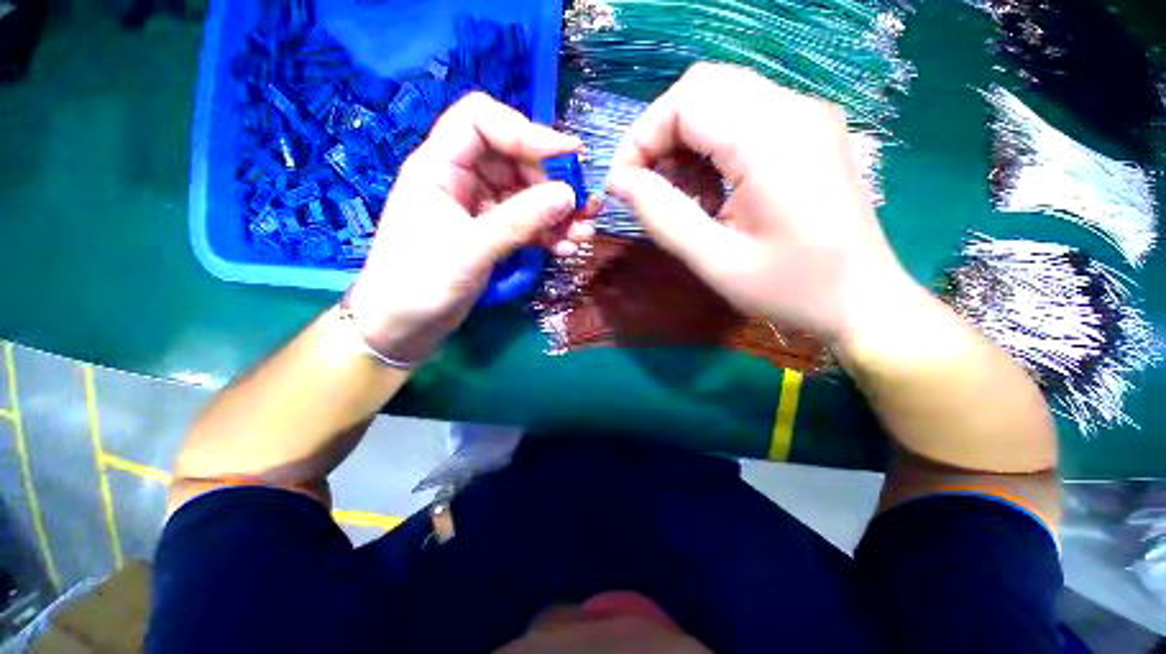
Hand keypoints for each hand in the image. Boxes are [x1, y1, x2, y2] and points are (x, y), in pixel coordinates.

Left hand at [348, 93, 591, 362]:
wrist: (405, 327)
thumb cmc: (421, 283)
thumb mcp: (472, 249)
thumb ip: (520, 220)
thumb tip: (569, 195)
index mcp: (439, 166)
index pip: (482, 121)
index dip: (526, 131)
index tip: (568, 155)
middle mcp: (461, 180)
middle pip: (514, 160)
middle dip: (552, 183)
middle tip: (584, 208)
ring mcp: (479, 208)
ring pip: (526, 195)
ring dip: (557, 213)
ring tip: (584, 234)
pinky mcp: (492, 234)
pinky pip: (526, 224)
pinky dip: (548, 234)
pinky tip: (567, 249)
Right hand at [607, 63, 914, 343]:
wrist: (861, 301)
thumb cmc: (790, 289)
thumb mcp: (714, 261)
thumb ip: (662, 216)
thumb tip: (620, 182)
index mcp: (772, 140)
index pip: (686, 101)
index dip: (641, 138)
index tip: (622, 185)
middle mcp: (793, 110)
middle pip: (702, 88)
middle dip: (659, 135)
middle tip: (644, 186)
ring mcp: (805, 118)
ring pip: (720, 99)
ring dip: (683, 142)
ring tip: (676, 195)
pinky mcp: (807, 133)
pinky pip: (742, 118)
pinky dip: (709, 147)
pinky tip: (708, 191)